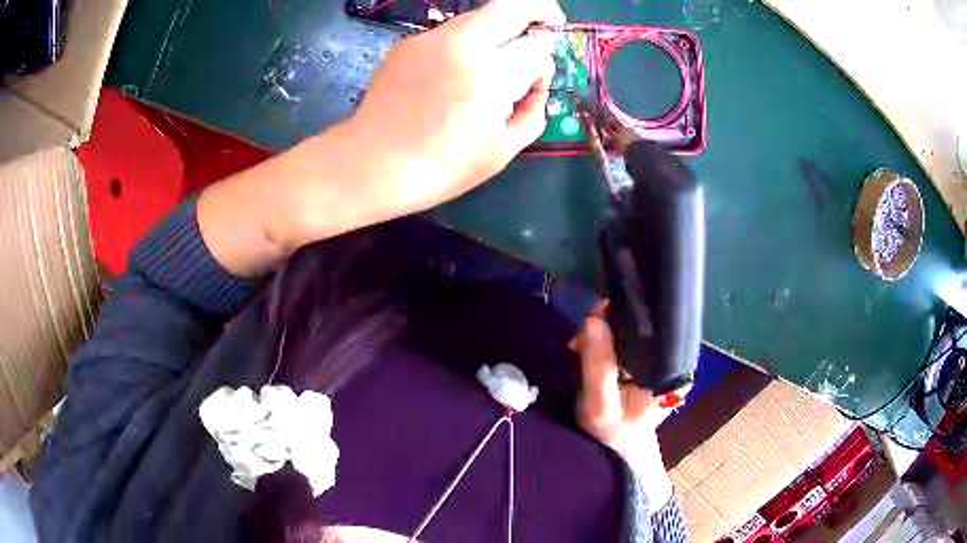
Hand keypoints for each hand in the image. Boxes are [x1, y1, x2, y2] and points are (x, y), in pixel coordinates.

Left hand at [344, 0, 565, 215]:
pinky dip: (467, 42)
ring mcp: (430, 39)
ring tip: (497, 58)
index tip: (538, 80)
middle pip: (511, 7)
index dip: (544, 63)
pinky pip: (451, 32)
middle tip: (548, 24)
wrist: (370, 164)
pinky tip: (455, 72)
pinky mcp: (408, 42)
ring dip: (500, 27)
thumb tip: (539, 81)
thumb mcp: (500, 151)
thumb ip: (533, 110)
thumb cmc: (440, 168)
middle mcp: (461, 45)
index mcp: (488, 77)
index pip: (536, 49)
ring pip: (480, 15)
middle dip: (538, 10)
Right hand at [575, 316, 674, 511]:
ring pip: (632, 333)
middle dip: (608, 329)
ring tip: (581, 347)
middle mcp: (675, 360)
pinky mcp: (650, 363)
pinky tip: (591, 352)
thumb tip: (593, 320)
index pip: (653, 328)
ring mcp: (664, 361)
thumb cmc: (612, 435)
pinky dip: (607, 344)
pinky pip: (628, 342)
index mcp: (675, 371)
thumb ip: (598, 366)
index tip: (594, 323)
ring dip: (604, 336)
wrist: (617, 453)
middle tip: (580, 342)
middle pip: (642, 327)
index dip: (621, 319)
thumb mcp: (600, 406)